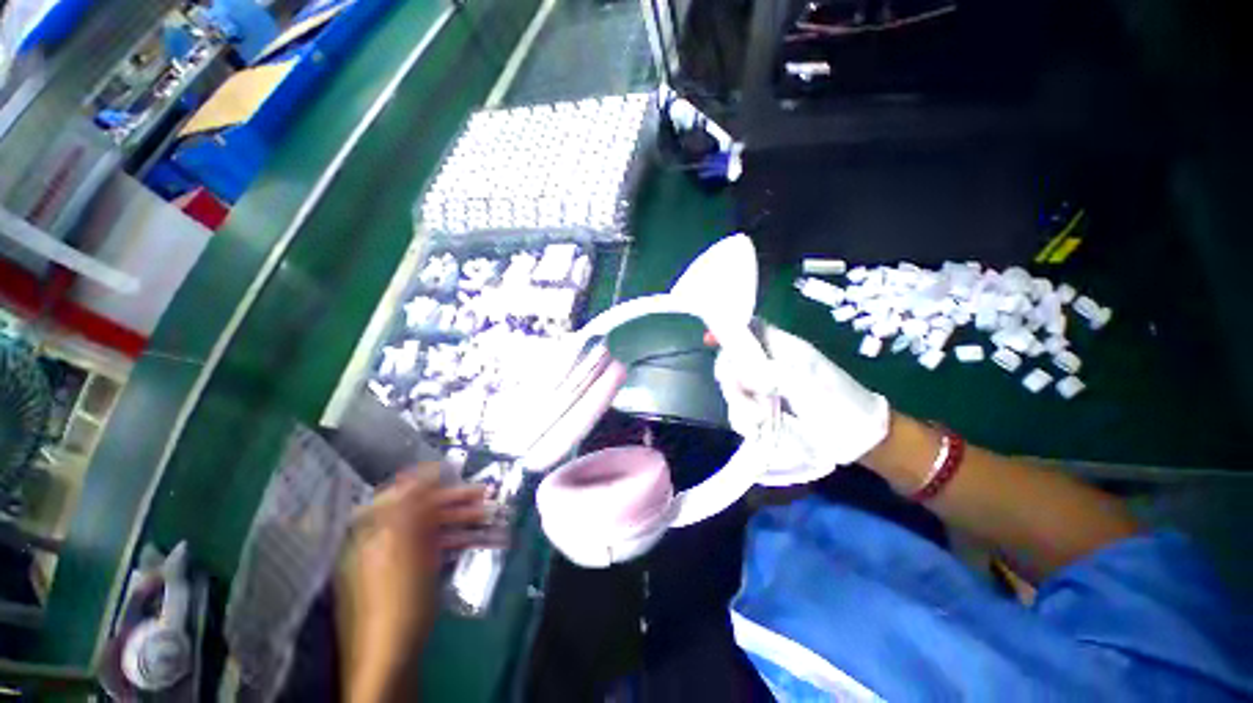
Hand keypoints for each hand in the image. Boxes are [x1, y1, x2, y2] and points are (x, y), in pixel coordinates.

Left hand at [336, 464, 499, 701]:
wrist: (392, 655)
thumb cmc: (397, 599)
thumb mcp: (403, 550)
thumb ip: (410, 509)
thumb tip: (421, 474)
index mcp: (376, 531)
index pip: (400, 492)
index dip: (427, 478)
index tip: (455, 469)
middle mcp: (386, 540)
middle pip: (424, 510)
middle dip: (457, 500)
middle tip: (488, 494)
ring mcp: (401, 559)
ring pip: (436, 529)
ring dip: (467, 521)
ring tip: (495, 517)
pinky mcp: (414, 575)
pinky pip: (439, 548)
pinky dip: (462, 541)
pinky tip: (487, 541)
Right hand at [711, 324, 890, 480]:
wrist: (854, 440)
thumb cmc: (839, 404)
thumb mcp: (810, 382)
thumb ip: (773, 371)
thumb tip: (742, 371)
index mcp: (783, 349)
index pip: (750, 329)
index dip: (730, 330)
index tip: (709, 341)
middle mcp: (769, 365)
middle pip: (733, 360)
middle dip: (733, 380)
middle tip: (744, 395)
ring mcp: (764, 389)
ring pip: (733, 388)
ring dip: (740, 404)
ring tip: (760, 419)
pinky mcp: (761, 410)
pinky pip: (739, 409)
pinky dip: (743, 419)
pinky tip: (757, 428)